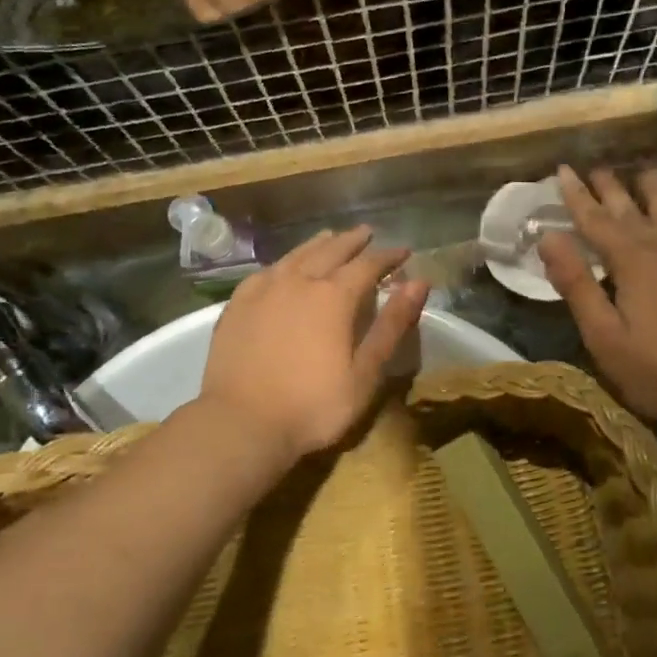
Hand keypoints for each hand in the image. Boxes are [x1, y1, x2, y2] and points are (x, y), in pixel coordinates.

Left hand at [200, 226, 428, 465]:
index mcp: (333, 297)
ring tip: (329, 237)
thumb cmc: (313, 405)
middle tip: (367, 232)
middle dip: (352, 241)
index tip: (404, 252)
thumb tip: (418, 283)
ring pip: (295, 256)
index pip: (368, 265)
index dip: (388, 257)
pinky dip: (284, 263)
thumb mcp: (365, 372)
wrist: (241, 424)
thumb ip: (392, 325)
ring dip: (318, 244)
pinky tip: (283, 267)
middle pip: (330, 251)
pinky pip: (266, 272)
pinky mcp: (237, 306)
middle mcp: (298, 282)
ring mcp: (263, 291)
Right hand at [539, 166, 656, 439]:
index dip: (576, 195)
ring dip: (654, 190)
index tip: (562, 169)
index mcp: (632, 262)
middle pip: (632, 209)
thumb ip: (577, 284)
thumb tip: (549, 237)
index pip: (595, 220)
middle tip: (596, 166)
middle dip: (610, 187)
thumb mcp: (605, 336)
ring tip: (643, 170)